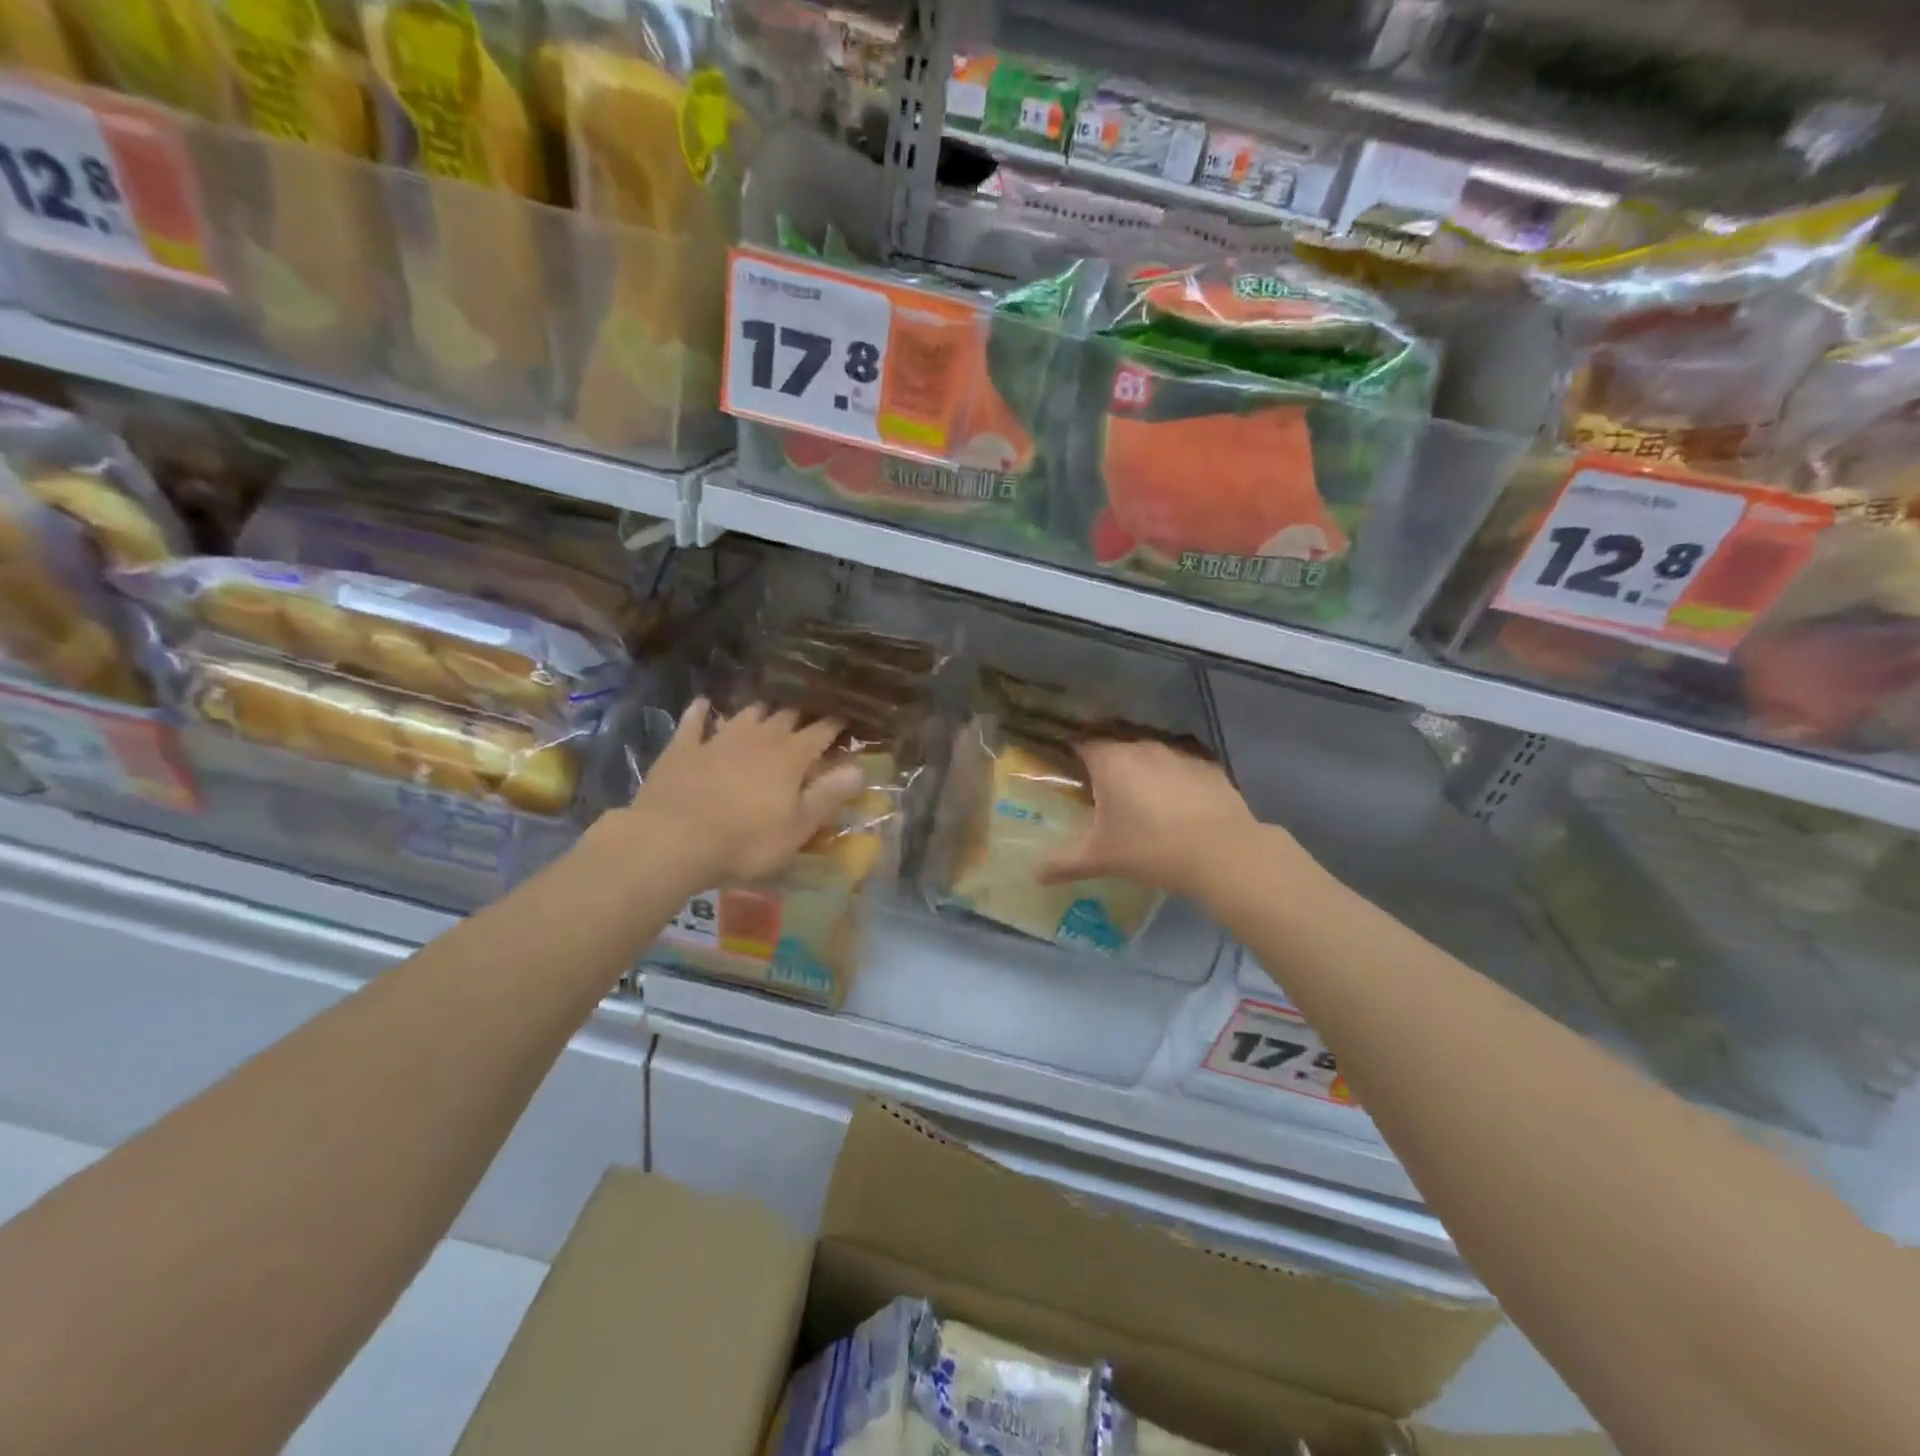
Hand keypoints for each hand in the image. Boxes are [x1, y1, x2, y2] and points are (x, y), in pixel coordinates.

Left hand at [626, 699, 865, 892]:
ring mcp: (718, 740)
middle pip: (784, 717)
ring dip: (759, 711)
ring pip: (745, 714)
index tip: (846, 719)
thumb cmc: (745, 841)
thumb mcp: (797, 827)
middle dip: (799, 715)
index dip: (835, 725)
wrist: (672, 839)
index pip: (820, 733)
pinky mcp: (683, 749)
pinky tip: (703, 704)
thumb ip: (828, 796)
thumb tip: (860, 769)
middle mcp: (758, 739)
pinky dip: (701, 712)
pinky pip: (694, 722)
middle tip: (808, 715)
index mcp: (790, 758)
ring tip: (767, 709)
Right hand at [1039, 738, 1272, 900]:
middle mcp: (1143, 748)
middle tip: (1102, 794)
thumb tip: (1035, 874)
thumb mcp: (1102, 858)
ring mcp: (1179, 754)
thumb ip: (1065, 863)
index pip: (1082, 745)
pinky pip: (1181, 768)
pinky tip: (1178, 806)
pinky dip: (1174, 780)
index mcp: (1111, 761)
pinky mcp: (1209, 767)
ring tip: (1141, 801)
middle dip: (1107, 766)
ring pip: (1150, 756)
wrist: (1223, 853)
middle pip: (1116, 748)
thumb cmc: (1151, 848)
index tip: (1069, 774)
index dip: (1073, 756)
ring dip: (1142, 771)